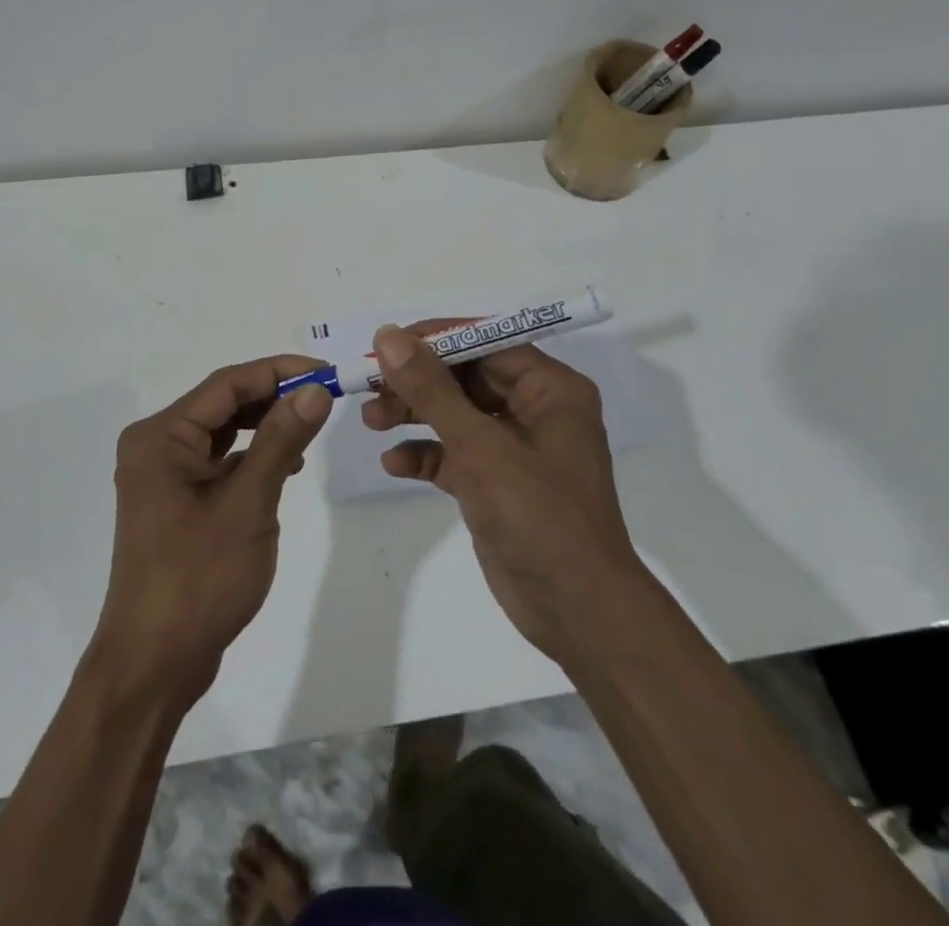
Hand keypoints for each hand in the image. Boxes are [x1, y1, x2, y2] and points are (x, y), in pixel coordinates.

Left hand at [92, 357, 331, 705]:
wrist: (154, 665)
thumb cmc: (198, 579)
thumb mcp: (248, 504)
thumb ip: (281, 440)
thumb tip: (316, 390)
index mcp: (161, 436)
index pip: (228, 384)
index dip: (280, 371)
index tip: (327, 371)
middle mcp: (156, 446)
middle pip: (223, 404)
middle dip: (274, 396)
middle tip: (326, 397)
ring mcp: (164, 476)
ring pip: (223, 432)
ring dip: (266, 426)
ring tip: (312, 426)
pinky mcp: (177, 502)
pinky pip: (219, 462)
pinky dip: (252, 457)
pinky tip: (286, 466)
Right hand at [364, 323, 646, 664]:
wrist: (577, 613)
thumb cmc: (538, 516)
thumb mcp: (480, 446)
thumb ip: (432, 389)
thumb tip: (389, 336)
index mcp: (550, 388)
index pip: (486, 342)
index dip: (434, 340)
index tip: (386, 345)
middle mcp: (536, 410)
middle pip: (466, 377)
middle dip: (417, 382)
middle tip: (370, 388)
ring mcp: (516, 448)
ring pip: (456, 414)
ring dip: (414, 415)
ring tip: (372, 422)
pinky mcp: (497, 483)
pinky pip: (455, 454)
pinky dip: (426, 454)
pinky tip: (394, 464)